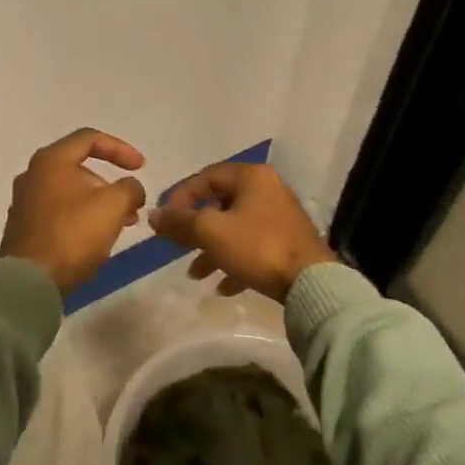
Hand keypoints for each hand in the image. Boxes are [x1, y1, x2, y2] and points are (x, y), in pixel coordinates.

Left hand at [0, 128, 148, 292]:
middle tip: (131, 205)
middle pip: (79, 168)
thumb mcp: (114, 205)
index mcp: (51, 160)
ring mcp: (24, 203)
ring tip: (121, 225)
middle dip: (110, 185)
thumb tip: (131, 189)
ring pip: (70, 193)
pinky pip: (59, 214)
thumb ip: (130, 188)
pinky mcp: (23, 228)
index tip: (142, 167)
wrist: (30, 281)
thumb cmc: (73, 234)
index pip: (90, 138)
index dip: (121, 149)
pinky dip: (81, 218)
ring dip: (99, 204)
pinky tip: (96, 240)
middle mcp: (32, 175)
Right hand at [148, 162, 337, 303]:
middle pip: (220, 204)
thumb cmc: (258, 247)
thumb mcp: (211, 232)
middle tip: (177, 246)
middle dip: (195, 229)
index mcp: (252, 177)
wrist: (311, 282)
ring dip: (212, 250)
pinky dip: (235, 263)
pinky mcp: (287, 243)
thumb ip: (180, 222)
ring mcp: (280, 217)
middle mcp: (268, 190)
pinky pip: (253, 248)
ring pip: (235, 229)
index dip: (181, 197)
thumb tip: (153, 215)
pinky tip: (223, 287)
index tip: (165, 221)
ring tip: (195, 274)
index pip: (206, 177)